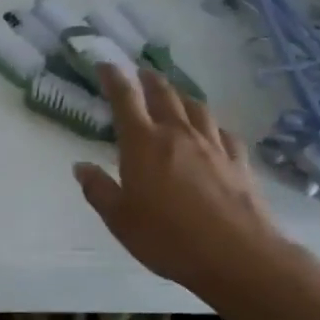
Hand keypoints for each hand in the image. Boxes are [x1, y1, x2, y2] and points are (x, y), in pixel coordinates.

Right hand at [74, 66, 284, 299]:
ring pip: (197, 108)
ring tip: (176, 95)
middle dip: (150, 80)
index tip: (105, 65)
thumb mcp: (120, 219)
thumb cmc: (167, 237)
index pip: (125, 99)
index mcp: (143, 144)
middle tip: (142, 73)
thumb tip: (81, 166)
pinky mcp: (238, 162)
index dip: (113, 78)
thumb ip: (99, 190)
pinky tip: (213, 132)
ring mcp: (213, 146)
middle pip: (164, 95)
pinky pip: (224, 133)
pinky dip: (213, 126)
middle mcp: (178, 134)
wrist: (235, 254)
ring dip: (182, 96)